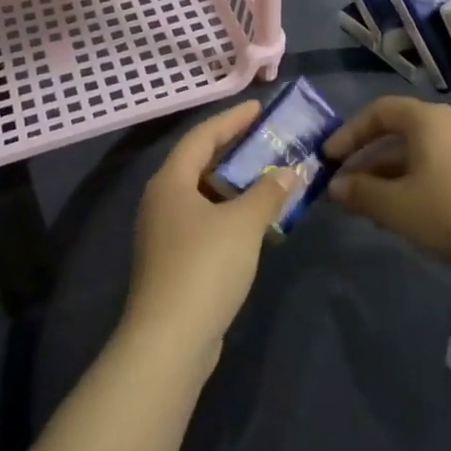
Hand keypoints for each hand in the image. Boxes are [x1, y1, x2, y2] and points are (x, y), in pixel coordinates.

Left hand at [120, 101, 291, 364]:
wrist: (169, 342)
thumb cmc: (204, 267)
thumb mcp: (243, 223)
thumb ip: (268, 192)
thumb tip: (290, 171)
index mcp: (170, 181)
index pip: (202, 136)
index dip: (231, 119)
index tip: (259, 107)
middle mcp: (161, 200)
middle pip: (199, 163)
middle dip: (234, 150)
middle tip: (267, 139)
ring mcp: (164, 233)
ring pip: (203, 195)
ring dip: (234, 185)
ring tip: (268, 178)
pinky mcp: (172, 262)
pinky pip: (204, 222)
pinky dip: (229, 213)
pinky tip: (253, 222)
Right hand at [325, 96, 450, 280]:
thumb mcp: (397, 206)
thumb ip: (360, 192)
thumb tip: (335, 186)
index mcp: (426, 118)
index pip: (378, 111)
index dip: (349, 133)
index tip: (329, 159)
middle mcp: (450, 121)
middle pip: (398, 131)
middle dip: (367, 157)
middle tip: (345, 184)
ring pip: (419, 151)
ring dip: (390, 173)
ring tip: (370, 204)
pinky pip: (439, 165)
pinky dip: (415, 180)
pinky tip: (409, 211)